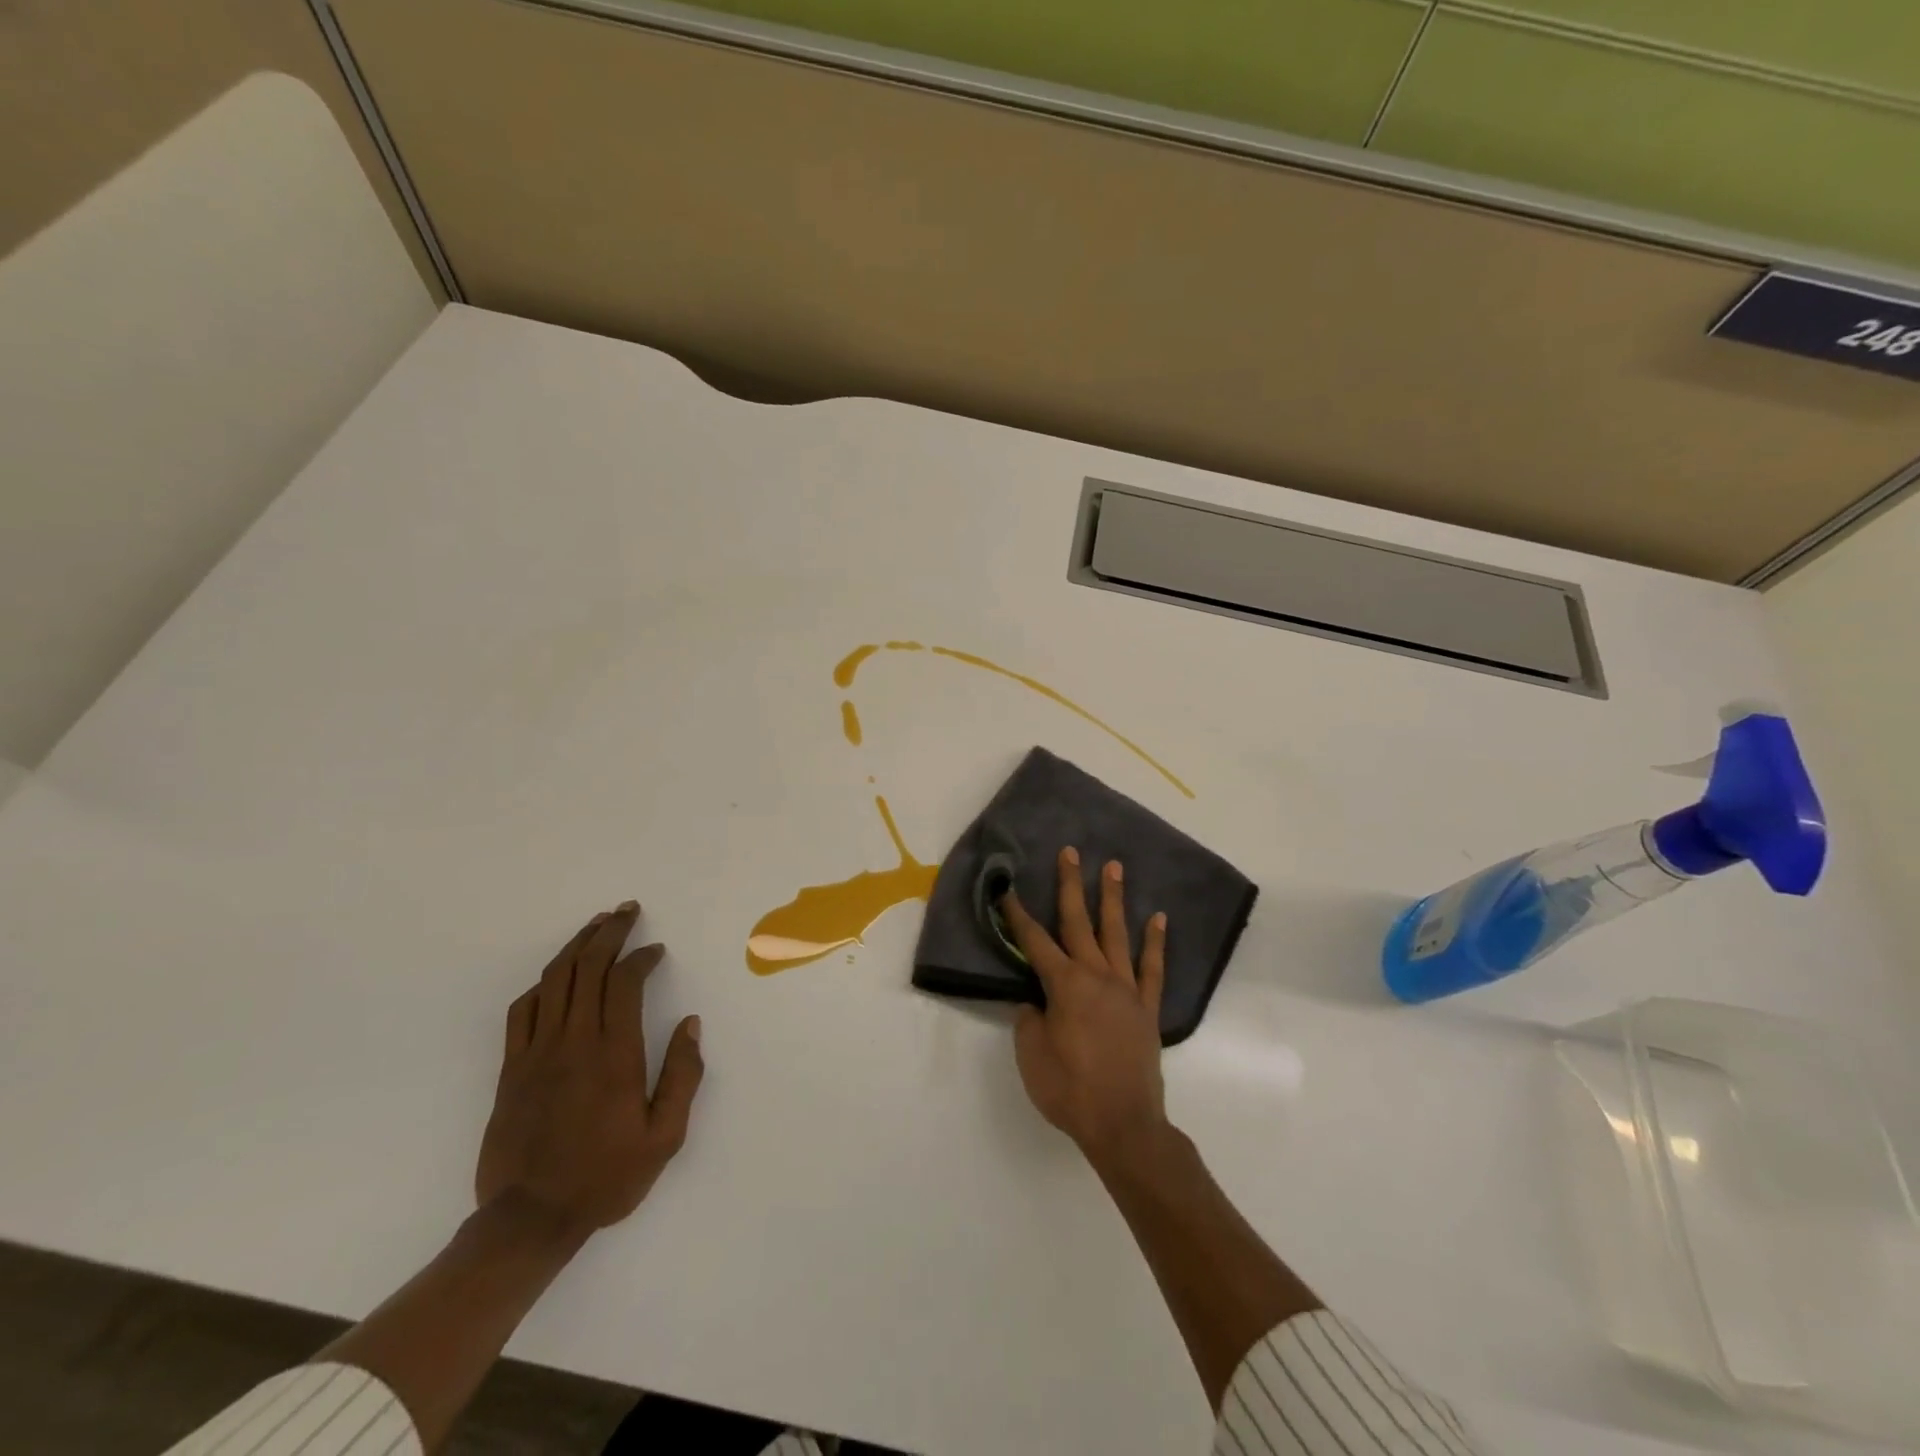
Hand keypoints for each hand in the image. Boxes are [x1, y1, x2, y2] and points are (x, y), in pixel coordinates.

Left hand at [475, 901, 703, 1237]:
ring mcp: (536, 1052)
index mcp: (614, 1055)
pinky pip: (523, 1010)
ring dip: (576, 946)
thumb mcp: (664, 1137)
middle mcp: (574, 1042)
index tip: (656, 950)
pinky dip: (543, 983)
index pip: (624, 982)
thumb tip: (690, 1024)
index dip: (641, 956)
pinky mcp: (511, 1068)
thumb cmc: (605, 1177)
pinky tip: (556, 975)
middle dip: (609, 932)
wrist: (528, 1220)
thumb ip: (682, 1076)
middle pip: (587, 968)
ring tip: (596, 925)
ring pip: (554, 980)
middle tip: (626, 910)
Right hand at [1001, 848, 1170, 1168]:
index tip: (1008, 889)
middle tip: (1069, 852)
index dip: (1018, 915)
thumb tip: (1037, 1001)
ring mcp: (1126, 989)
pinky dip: (1155, 942)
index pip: (1034, 942)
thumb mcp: (1032, 1054)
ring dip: (1112, 898)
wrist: (1123, 1124)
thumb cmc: (1070, 1090)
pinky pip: (1152, 968)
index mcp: (1064, 985)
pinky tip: (1157, 918)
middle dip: (1071, 885)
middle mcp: (1096, 976)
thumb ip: (1030, 1019)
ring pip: (1116, 934)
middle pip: (1079, 922)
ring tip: (1113, 866)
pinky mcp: (1147, 1008)